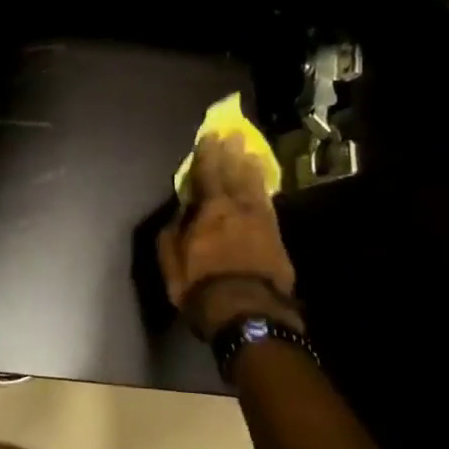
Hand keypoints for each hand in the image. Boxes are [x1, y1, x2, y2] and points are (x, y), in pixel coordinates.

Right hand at [157, 134, 303, 339]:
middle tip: (233, 136)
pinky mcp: (277, 238)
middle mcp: (237, 208)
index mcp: (209, 210)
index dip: (206, 154)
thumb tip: (178, 212)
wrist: (248, 313)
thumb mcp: (171, 261)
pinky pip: (268, 204)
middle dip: (232, 154)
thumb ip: (172, 232)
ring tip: (250, 153)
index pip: (206, 174)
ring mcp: (261, 222)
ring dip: (251, 168)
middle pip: (234, 174)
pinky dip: (265, 191)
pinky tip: (263, 187)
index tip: (208, 137)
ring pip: (255, 187)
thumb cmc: (201, 287)